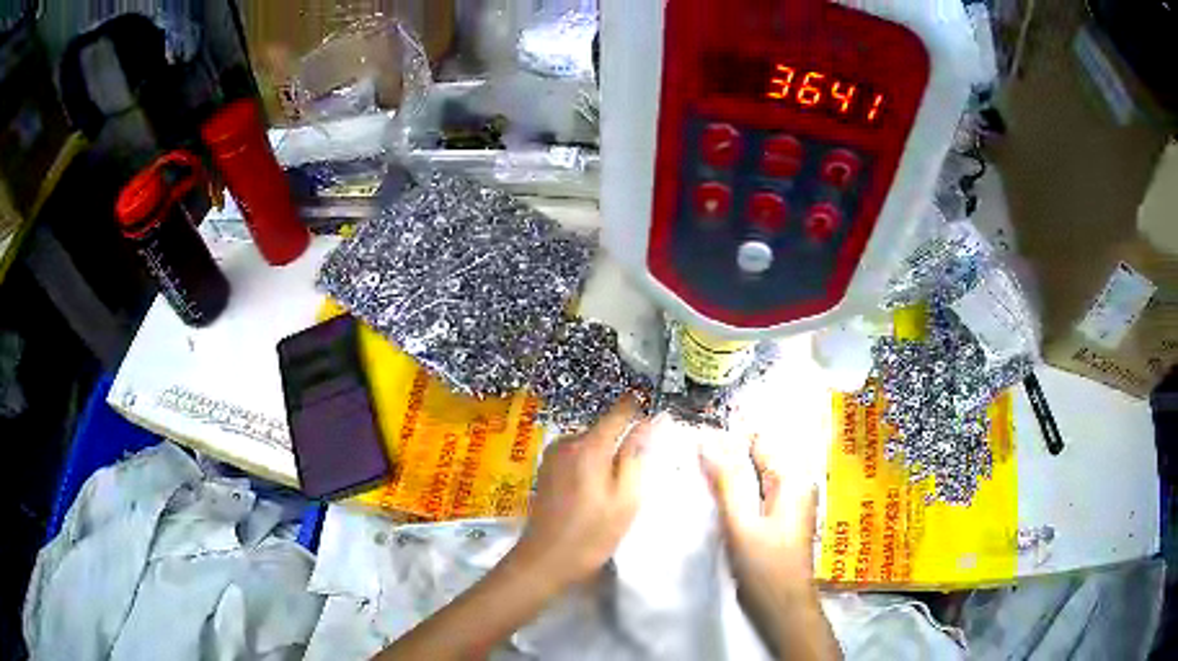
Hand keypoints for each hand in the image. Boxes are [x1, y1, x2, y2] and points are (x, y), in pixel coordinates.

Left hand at [509, 396, 658, 590]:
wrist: (544, 561)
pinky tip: (596, 492)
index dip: (638, 408)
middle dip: (623, 440)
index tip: (656, 412)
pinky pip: (577, 456)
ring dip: (607, 456)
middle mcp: (566, 443)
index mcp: (588, 446)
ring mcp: (552, 456)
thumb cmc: (591, 534)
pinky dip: (591, 465)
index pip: (619, 412)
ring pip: (590, 444)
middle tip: (641, 469)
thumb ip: (636, 456)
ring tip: (619, 487)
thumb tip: (650, 422)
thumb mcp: (625, 499)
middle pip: (603, 429)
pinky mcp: (545, 470)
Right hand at [701, 437, 839, 659]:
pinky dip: (736, 491)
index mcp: (793, 478)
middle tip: (691, 458)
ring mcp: (789, 502)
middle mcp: (796, 483)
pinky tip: (714, 497)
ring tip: (697, 474)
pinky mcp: (779, 518)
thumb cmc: (764, 567)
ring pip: (754, 475)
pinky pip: (755, 493)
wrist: (782, 607)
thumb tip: (707, 440)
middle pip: (758, 456)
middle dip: (726, 455)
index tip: (695, 439)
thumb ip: (726, 481)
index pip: (759, 439)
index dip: (728, 437)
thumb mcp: (741, 523)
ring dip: (729, 474)